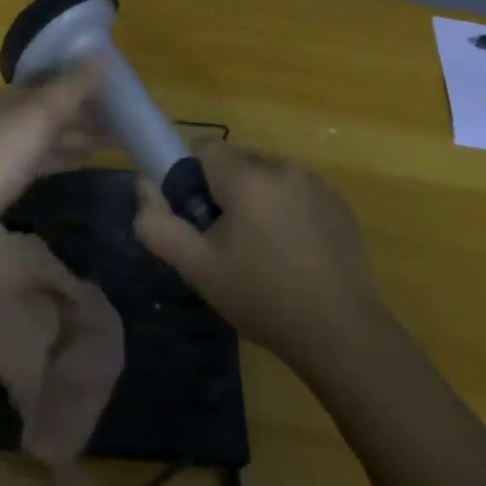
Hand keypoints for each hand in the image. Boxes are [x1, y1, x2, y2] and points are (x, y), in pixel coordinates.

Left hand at [0, 61, 107, 260]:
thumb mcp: (37, 116)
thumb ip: (71, 89)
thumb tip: (102, 55)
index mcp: (15, 96)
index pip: (56, 79)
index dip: (87, 80)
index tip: (123, 86)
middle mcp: (10, 117)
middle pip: (56, 108)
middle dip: (90, 111)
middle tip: (132, 118)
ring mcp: (7, 149)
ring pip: (52, 135)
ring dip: (83, 135)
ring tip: (120, 139)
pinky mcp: (7, 179)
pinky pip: (46, 160)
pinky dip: (68, 156)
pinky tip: (88, 161)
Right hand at [132, 142, 385, 368]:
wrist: (342, 335)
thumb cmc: (262, 298)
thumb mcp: (197, 268)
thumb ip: (158, 224)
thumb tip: (143, 186)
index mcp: (248, 177)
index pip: (204, 150)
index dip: (193, 182)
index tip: (200, 222)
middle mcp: (284, 167)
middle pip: (237, 163)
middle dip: (225, 193)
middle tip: (227, 244)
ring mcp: (318, 185)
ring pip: (268, 178)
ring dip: (257, 202)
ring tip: (263, 254)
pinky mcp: (341, 206)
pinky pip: (297, 194)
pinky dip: (287, 212)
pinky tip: (293, 257)